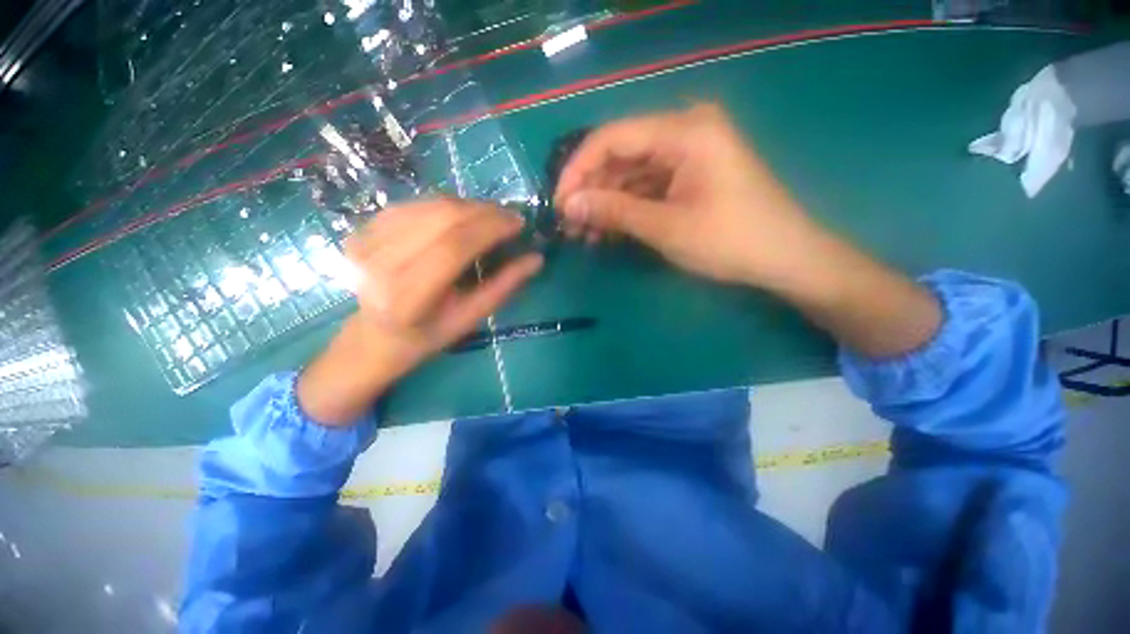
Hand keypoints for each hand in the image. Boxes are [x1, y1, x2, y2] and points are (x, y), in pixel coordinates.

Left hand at [298, 198, 542, 424]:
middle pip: (440, 219)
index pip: (453, 247)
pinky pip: (415, 204)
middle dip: (483, 211)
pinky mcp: (363, 229)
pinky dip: (446, 206)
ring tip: (491, 217)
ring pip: (428, 206)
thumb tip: (536, 259)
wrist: (377, 334)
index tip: (518, 222)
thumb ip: (504, 286)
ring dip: (468, 206)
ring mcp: (366, 242)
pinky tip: (462, 216)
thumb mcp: (471, 317)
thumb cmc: (429, 334)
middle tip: (509, 217)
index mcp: (407, 297)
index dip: (490, 228)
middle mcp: (380, 265)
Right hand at [556, 104, 940, 357]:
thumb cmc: (730, 241)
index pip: (612, 137)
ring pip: (631, 174)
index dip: (578, 169)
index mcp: (684, 130)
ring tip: (584, 234)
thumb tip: (568, 206)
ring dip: (606, 203)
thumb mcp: (665, 227)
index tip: (558, 202)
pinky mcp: (689, 176)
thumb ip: (614, 211)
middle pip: (620, 155)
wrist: (785, 259)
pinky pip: (647, 187)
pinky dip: (626, 208)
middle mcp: (685, 131)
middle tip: (569, 225)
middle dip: (591, 191)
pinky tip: (608, 231)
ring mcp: (688, 154)